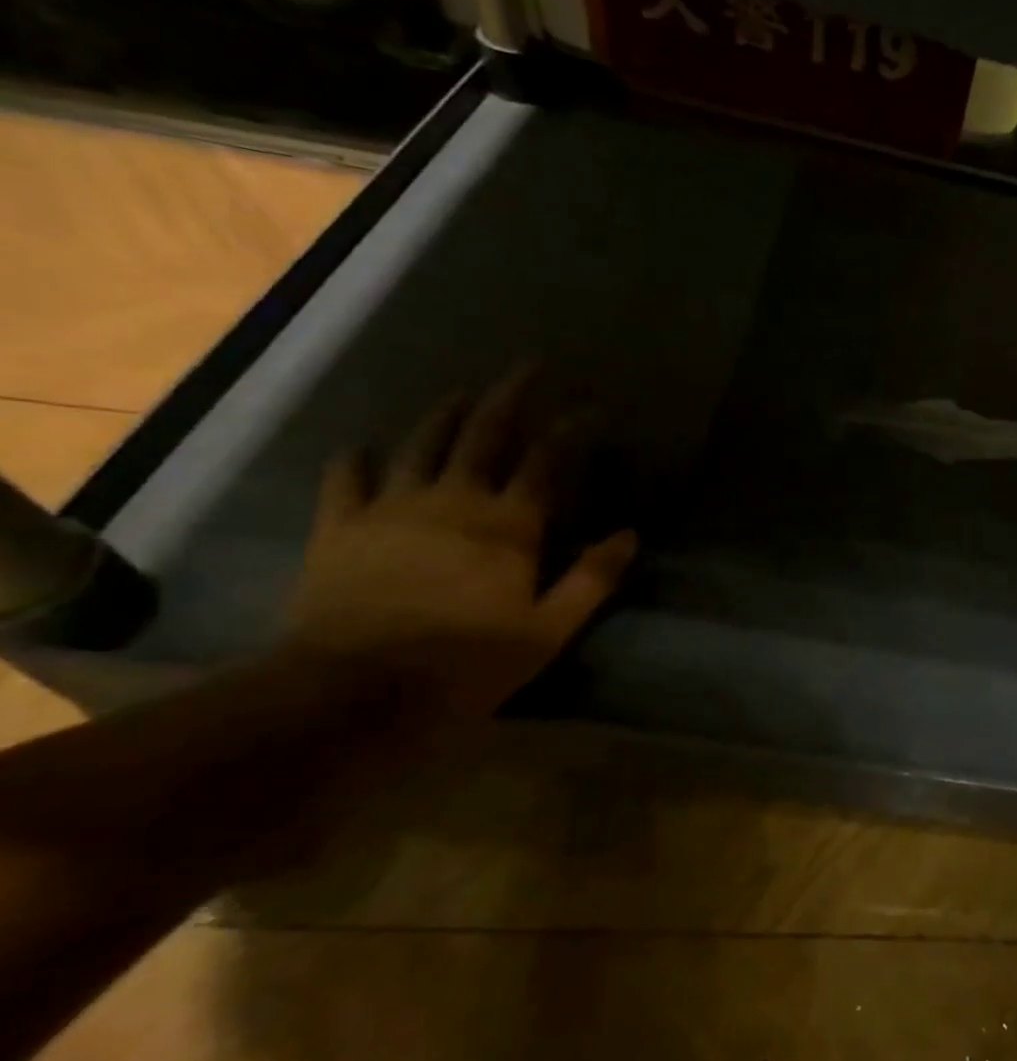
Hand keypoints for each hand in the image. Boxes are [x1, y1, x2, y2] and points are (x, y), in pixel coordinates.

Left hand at [286, 371, 637, 720]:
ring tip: (458, 393)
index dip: (572, 427)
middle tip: (527, 366)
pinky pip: (345, 481)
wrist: (352, 694)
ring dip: (443, 415)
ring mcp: (393, 508)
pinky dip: (354, 461)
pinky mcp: (341, 528)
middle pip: (484, 433)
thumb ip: (591, 579)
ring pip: (421, 445)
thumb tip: (630, 535)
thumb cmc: (465, 664)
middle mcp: (454, 500)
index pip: (547, 459)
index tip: (593, 406)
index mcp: (508, 525)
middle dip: (510, 396)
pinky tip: (358, 448)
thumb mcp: (547, 631)